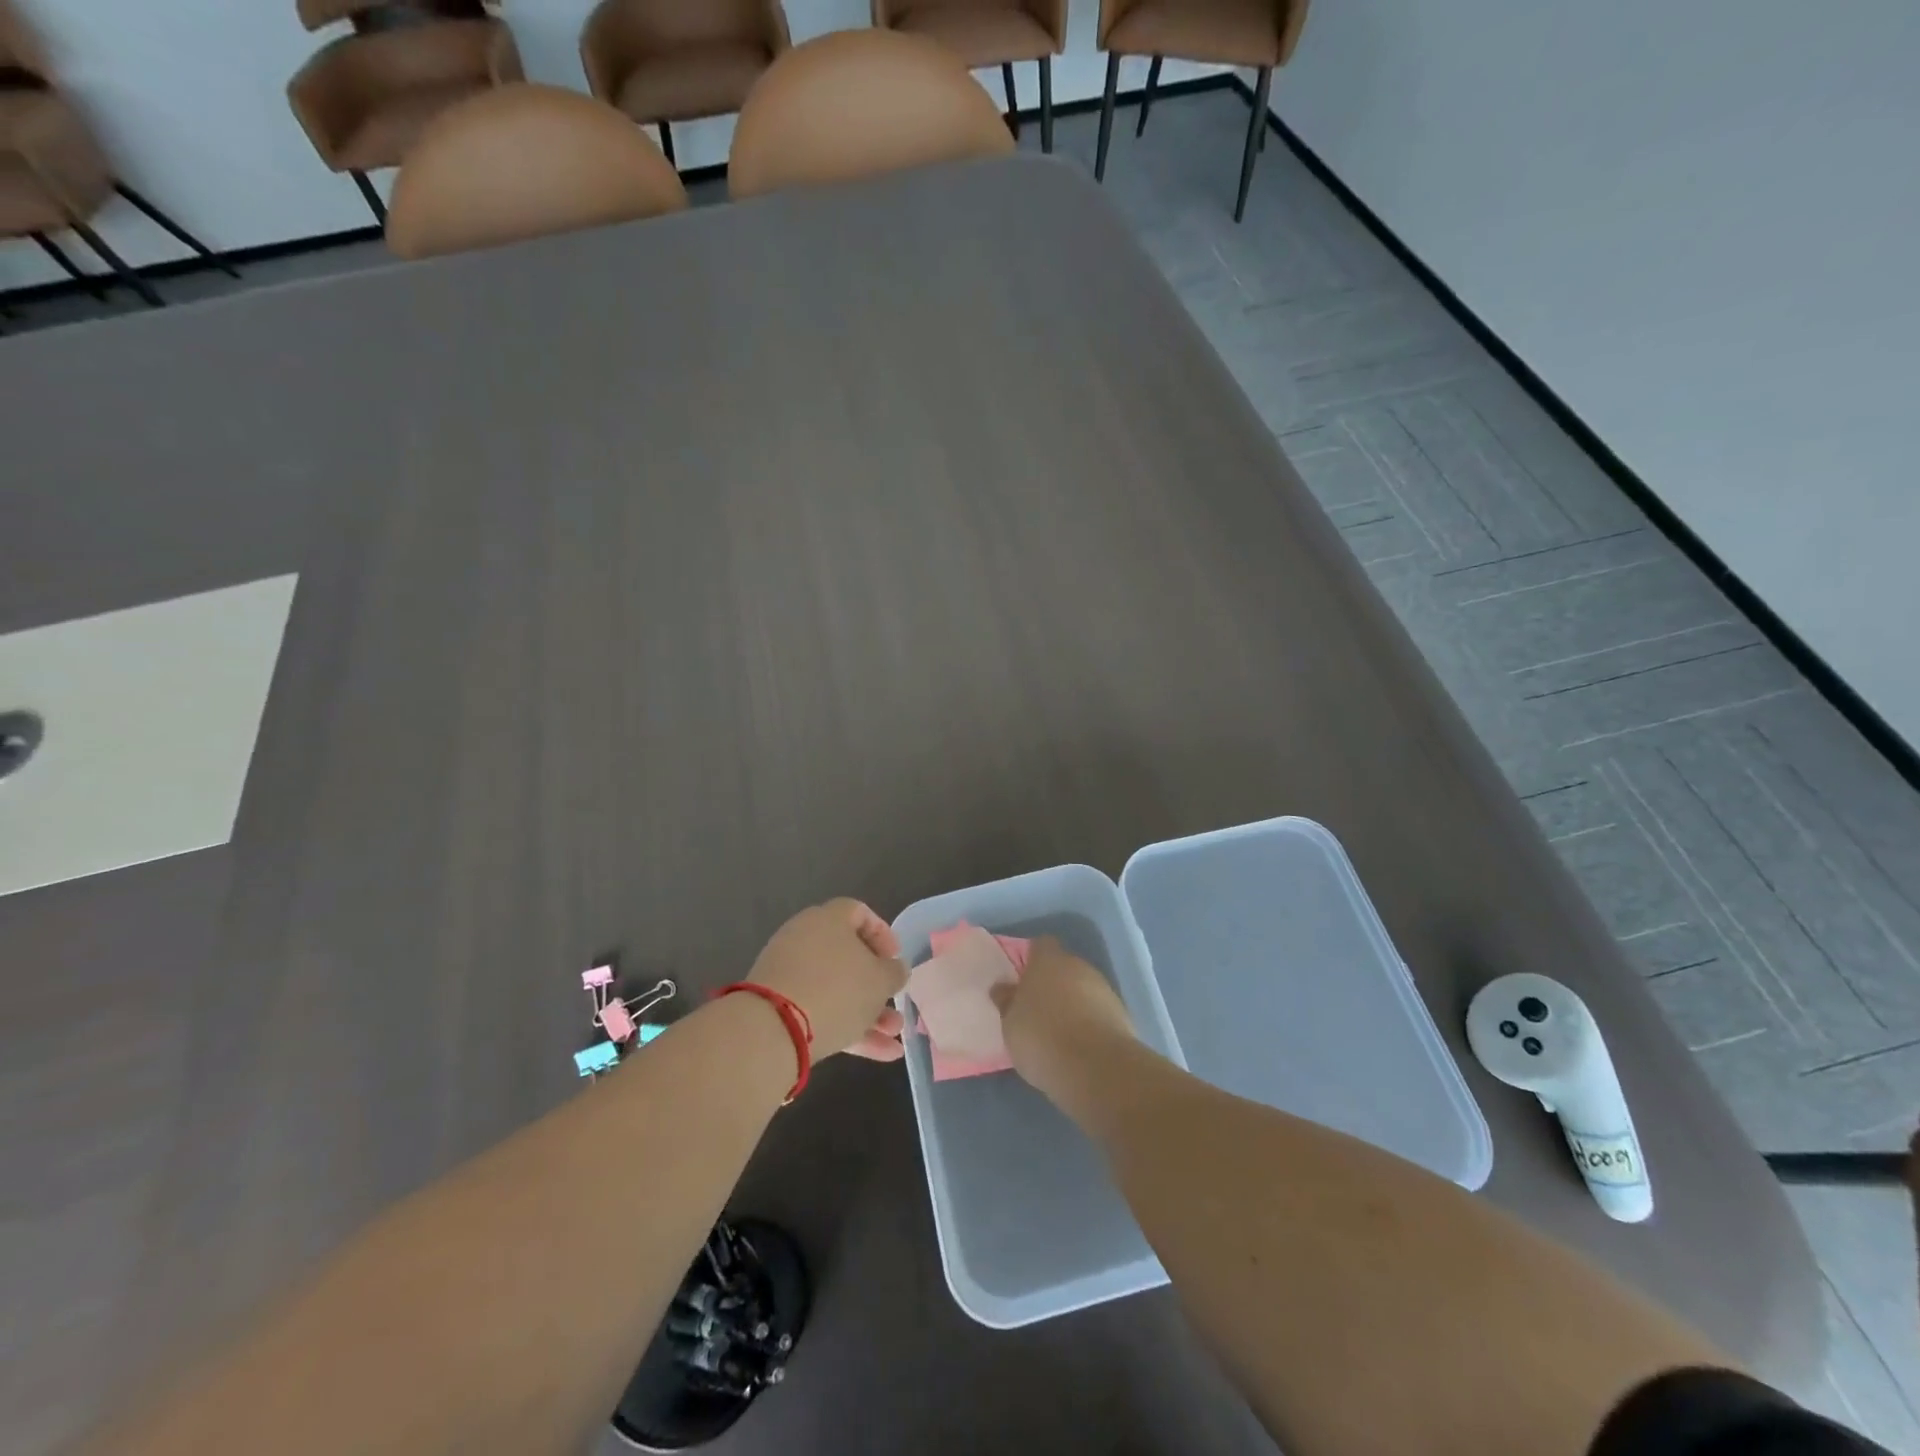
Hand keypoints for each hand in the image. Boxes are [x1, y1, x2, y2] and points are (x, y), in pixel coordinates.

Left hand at [749, 899, 906, 1061]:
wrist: (773, 1029)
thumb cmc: (837, 990)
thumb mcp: (881, 980)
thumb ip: (895, 971)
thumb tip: (894, 969)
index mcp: (828, 919)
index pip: (859, 913)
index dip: (882, 934)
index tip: (895, 959)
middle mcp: (805, 938)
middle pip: (848, 956)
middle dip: (877, 985)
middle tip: (895, 1003)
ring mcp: (788, 973)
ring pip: (836, 988)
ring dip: (867, 1012)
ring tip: (893, 1037)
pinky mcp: (778, 1005)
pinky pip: (819, 1009)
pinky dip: (846, 1027)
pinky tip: (877, 1054)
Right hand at [991, 936, 1136, 1095]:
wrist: (1096, 1067)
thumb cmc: (1042, 1037)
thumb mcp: (1011, 1023)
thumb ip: (1007, 1001)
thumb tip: (1003, 987)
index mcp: (1048, 961)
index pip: (1040, 946)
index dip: (1031, 960)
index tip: (1021, 981)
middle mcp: (1078, 966)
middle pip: (1063, 967)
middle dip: (1053, 984)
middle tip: (1037, 1010)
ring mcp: (1103, 988)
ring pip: (1083, 988)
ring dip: (1073, 1003)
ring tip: (1058, 1032)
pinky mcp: (1121, 1014)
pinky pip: (1098, 1010)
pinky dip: (1090, 1021)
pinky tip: (1080, 1045)